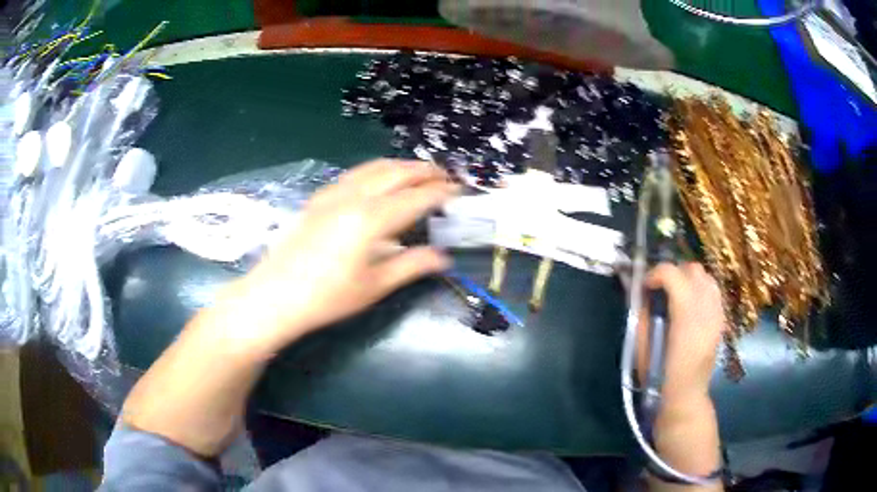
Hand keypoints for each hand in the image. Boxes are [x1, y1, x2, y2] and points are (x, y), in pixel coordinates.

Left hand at [218, 159, 457, 355]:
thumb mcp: (374, 285)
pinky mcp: (318, 197)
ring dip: (400, 166)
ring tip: (418, 174)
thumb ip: (412, 265)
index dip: (441, 192)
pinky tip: (379, 183)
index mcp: (371, 219)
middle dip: (425, 171)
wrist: (275, 295)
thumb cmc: (327, 297)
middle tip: (445, 176)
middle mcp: (353, 196)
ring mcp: (332, 193)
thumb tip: (442, 257)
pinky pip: (355, 174)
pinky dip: (377, 171)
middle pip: (396, 172)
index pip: (416, 197)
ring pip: (374, 167)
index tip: (459, 191)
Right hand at [637, 263, 726, 489]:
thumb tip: (640, 292)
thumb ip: (642, 315)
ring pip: (706, 276)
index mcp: (685, 313)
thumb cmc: (660, 375)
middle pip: (692, 268)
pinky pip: (713, 290)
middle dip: (674, 273)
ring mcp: (717, 311)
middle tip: (661, 290)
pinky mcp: (722, 318)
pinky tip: (691, 307)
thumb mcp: (643, 346)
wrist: (687, 395)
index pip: (672, 273)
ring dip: (689, 279)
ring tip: (678, 296)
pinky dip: (701, 290)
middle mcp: (706, 306)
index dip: (655, 274)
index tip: (645, 287)